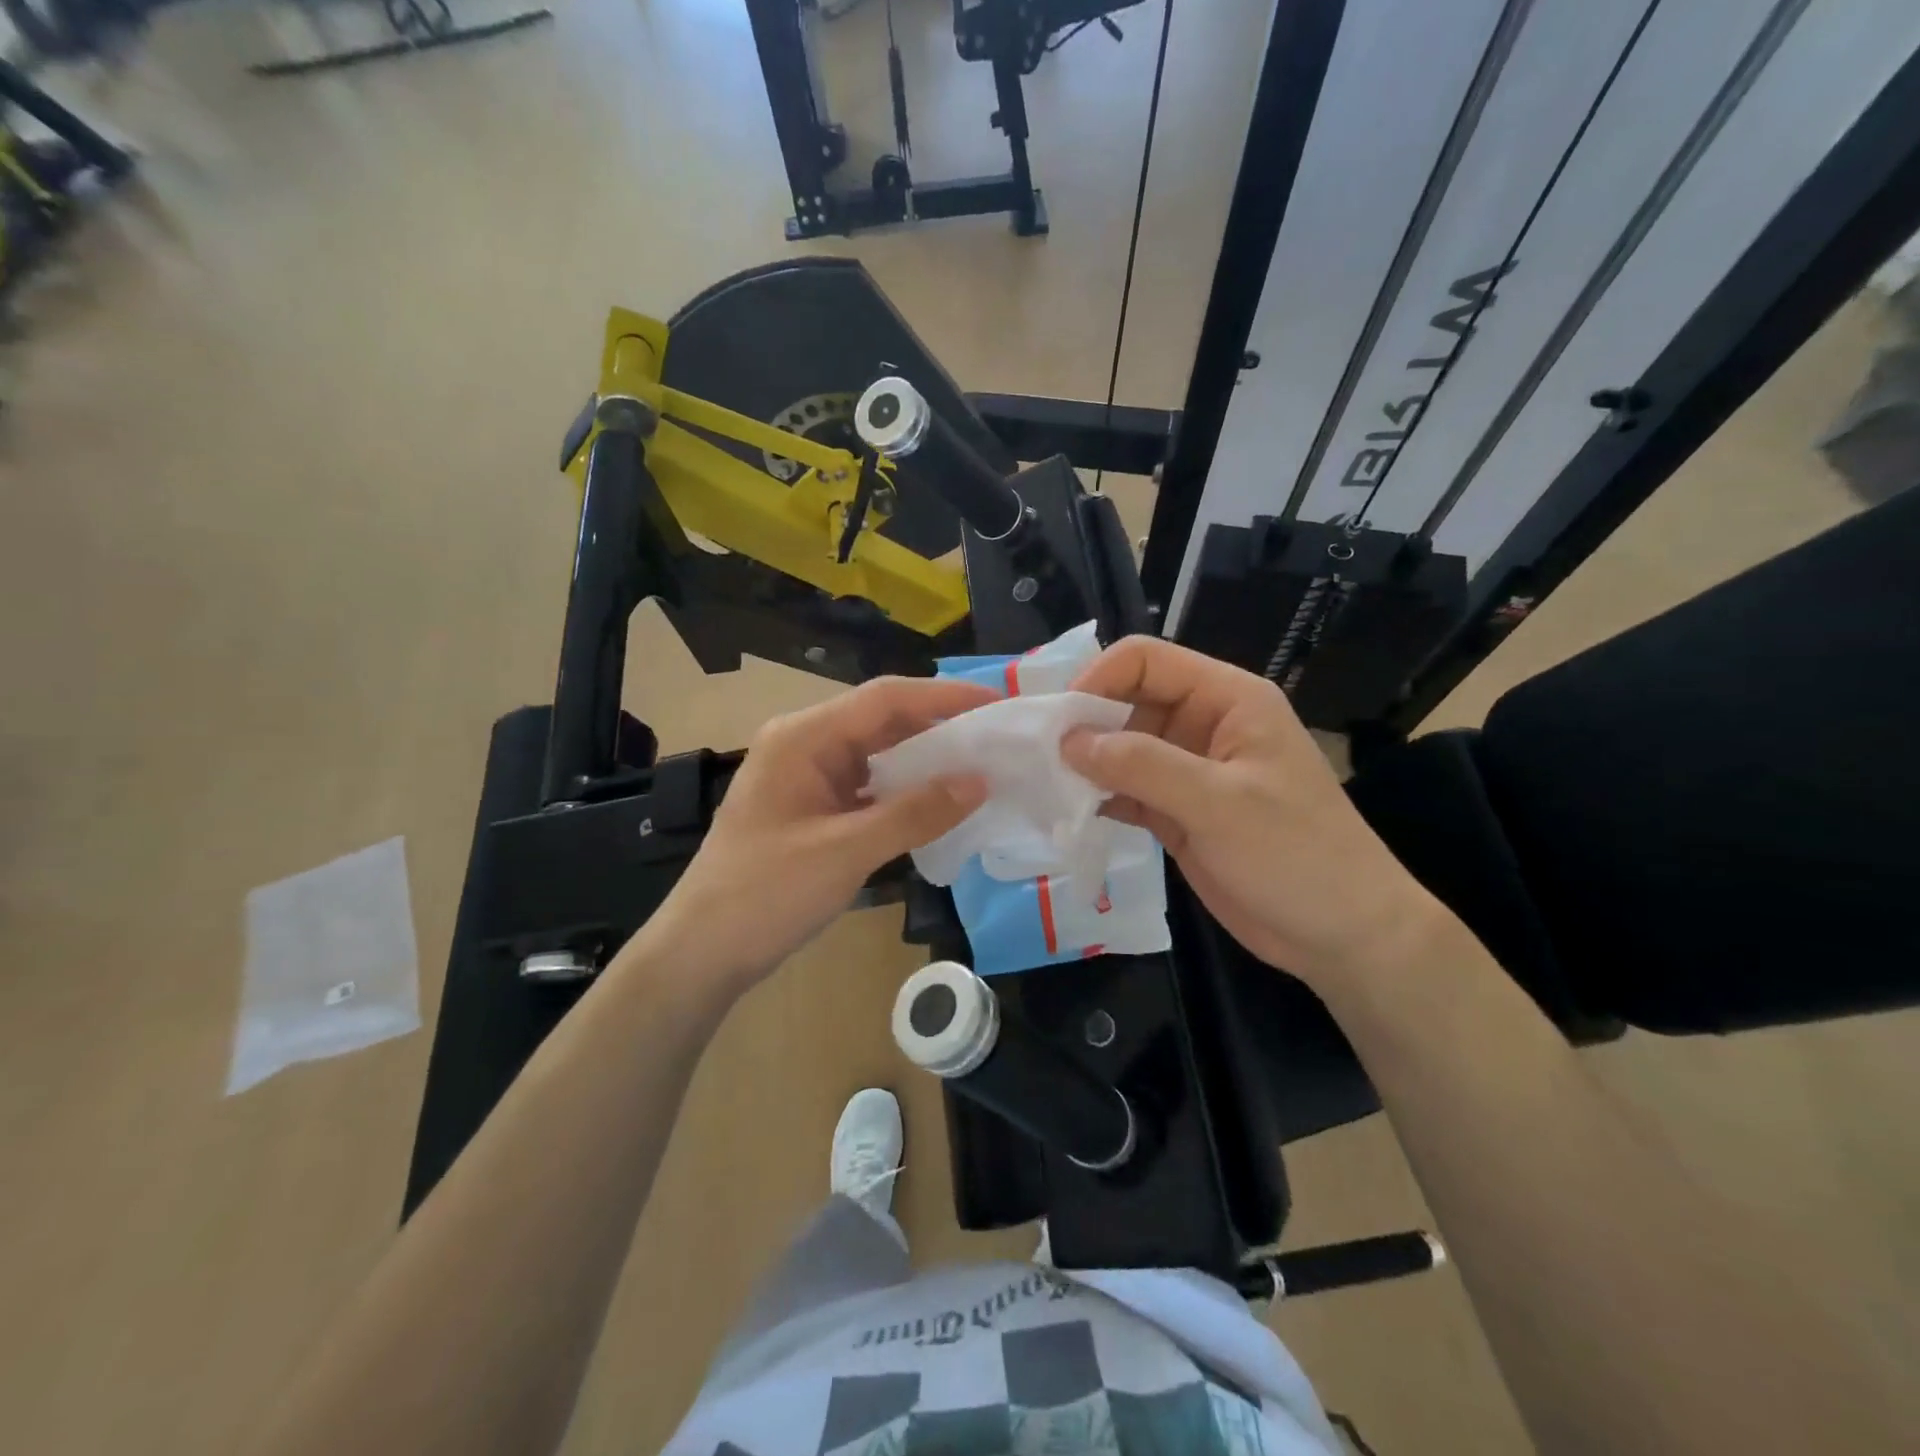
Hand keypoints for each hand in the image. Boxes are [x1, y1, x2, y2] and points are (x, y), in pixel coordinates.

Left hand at [630, 676, 992, 995]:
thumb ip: (914, 813)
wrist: (702, 951)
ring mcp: (807, 777)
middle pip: (882, 721)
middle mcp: (805, 745)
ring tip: (979, 767)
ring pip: (877, 754)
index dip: (944, 697)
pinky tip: (937, 804)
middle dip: (939, 728)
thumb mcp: (846, 851)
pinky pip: (867, 786)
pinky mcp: (812, 808)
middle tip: (997, 740)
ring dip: (923, 760)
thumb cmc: (766, 893)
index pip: (885, 699)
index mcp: (803, 737)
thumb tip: (979, 782)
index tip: (996, 704)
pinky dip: (903, 792)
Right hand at [1063, 636, 1444, 989]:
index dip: (1098, 679)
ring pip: (1120, 746)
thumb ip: (1141, 765)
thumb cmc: (1296, 855)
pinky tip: (1066, 812)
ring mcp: (1187, 770)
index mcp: (1227, 699)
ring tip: (1042, 783)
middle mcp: (1202, 724)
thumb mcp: (1218, 803)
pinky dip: (1096, 796)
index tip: (1059, 722)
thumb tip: (1068, 740)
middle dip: (1083, 722)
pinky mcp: (1176, 811)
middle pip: (1126, 699)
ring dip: (1084, 762)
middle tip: (1037, 756)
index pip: (1147, 660)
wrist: (1342, 935)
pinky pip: (1124, 789)